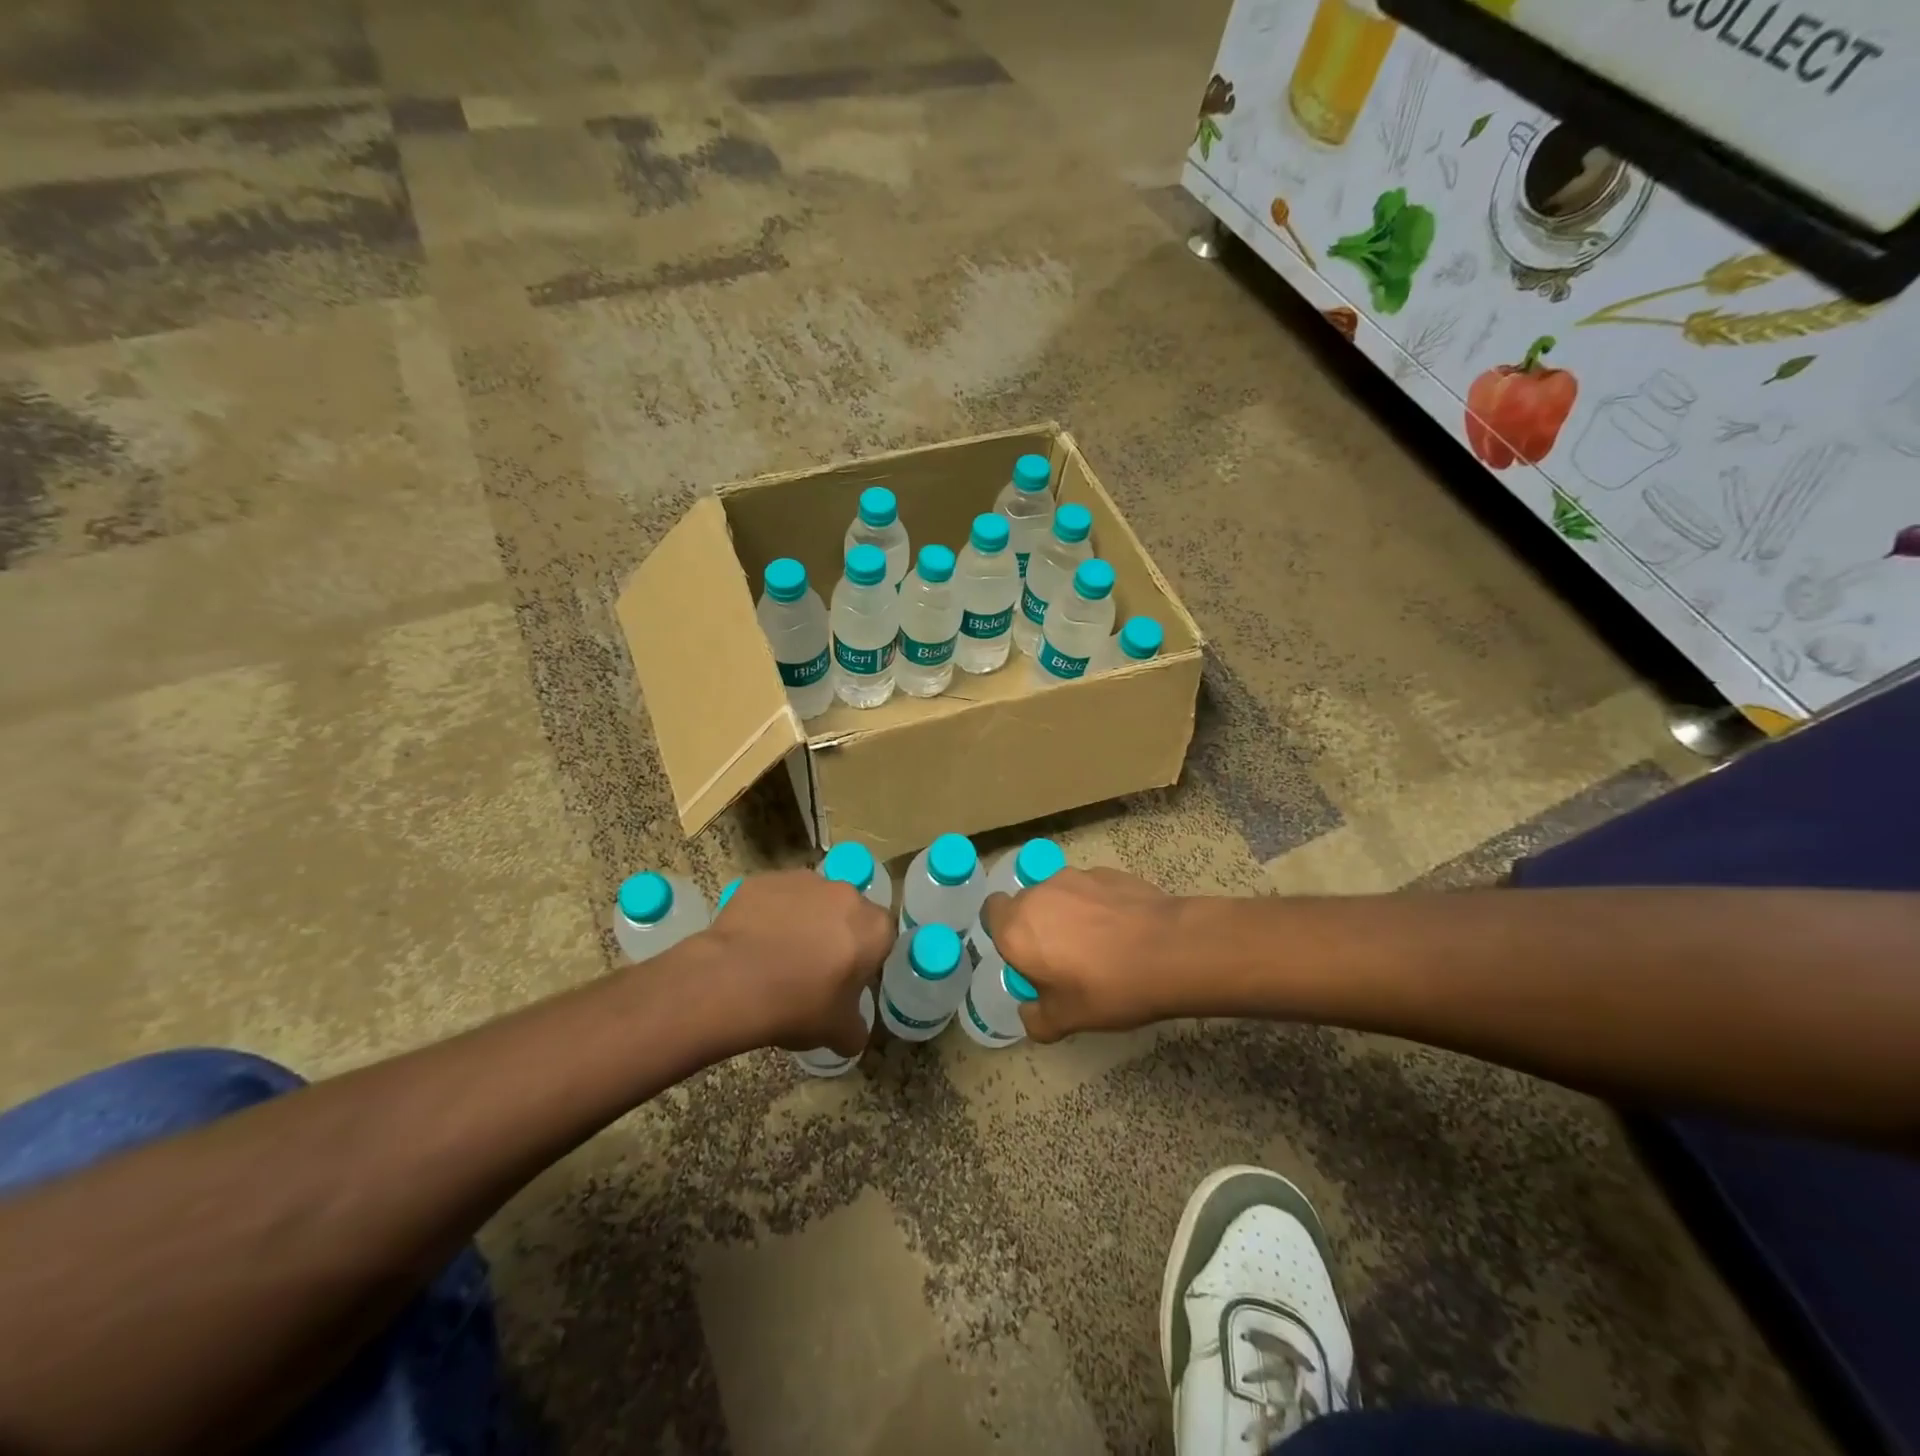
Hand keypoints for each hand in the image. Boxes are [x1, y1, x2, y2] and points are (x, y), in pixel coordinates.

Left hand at [703, 871, 893, 1055]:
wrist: (733, 982)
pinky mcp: (766, 880)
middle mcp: (846, 893)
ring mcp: (804, 881)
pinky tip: (753, 941)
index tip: (849, 978)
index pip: (883, 937)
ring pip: (812, 899)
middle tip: (814, 966)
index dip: (867, 957)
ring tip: (778, 954)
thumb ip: (855, 1030)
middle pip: (849, 911)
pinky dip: (770, 913)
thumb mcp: (838, 1032)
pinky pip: (776, 897)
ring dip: (804, 919)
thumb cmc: (798, 1005)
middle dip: (837, 933)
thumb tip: (854, 1034)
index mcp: (873, 928)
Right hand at [979, 867, 1177, 1041]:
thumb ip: (1036, 1019)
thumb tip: (1029, 1013)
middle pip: (1026, 904)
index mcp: (1016, 929)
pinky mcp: (1107, 872)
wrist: (1169, 950)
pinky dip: (1097, 905)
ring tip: (1098, 943)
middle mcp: (1038, 894)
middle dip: (1037, 926)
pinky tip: (1121, 930)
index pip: (991, 912)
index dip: (1003, 931)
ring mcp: (1074, 878)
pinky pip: (1090, 890)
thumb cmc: (1107, 988)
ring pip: (1059, 894)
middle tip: (1062, 958)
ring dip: (1067, 913)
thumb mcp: (1066, 1020)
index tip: (1025, 956)